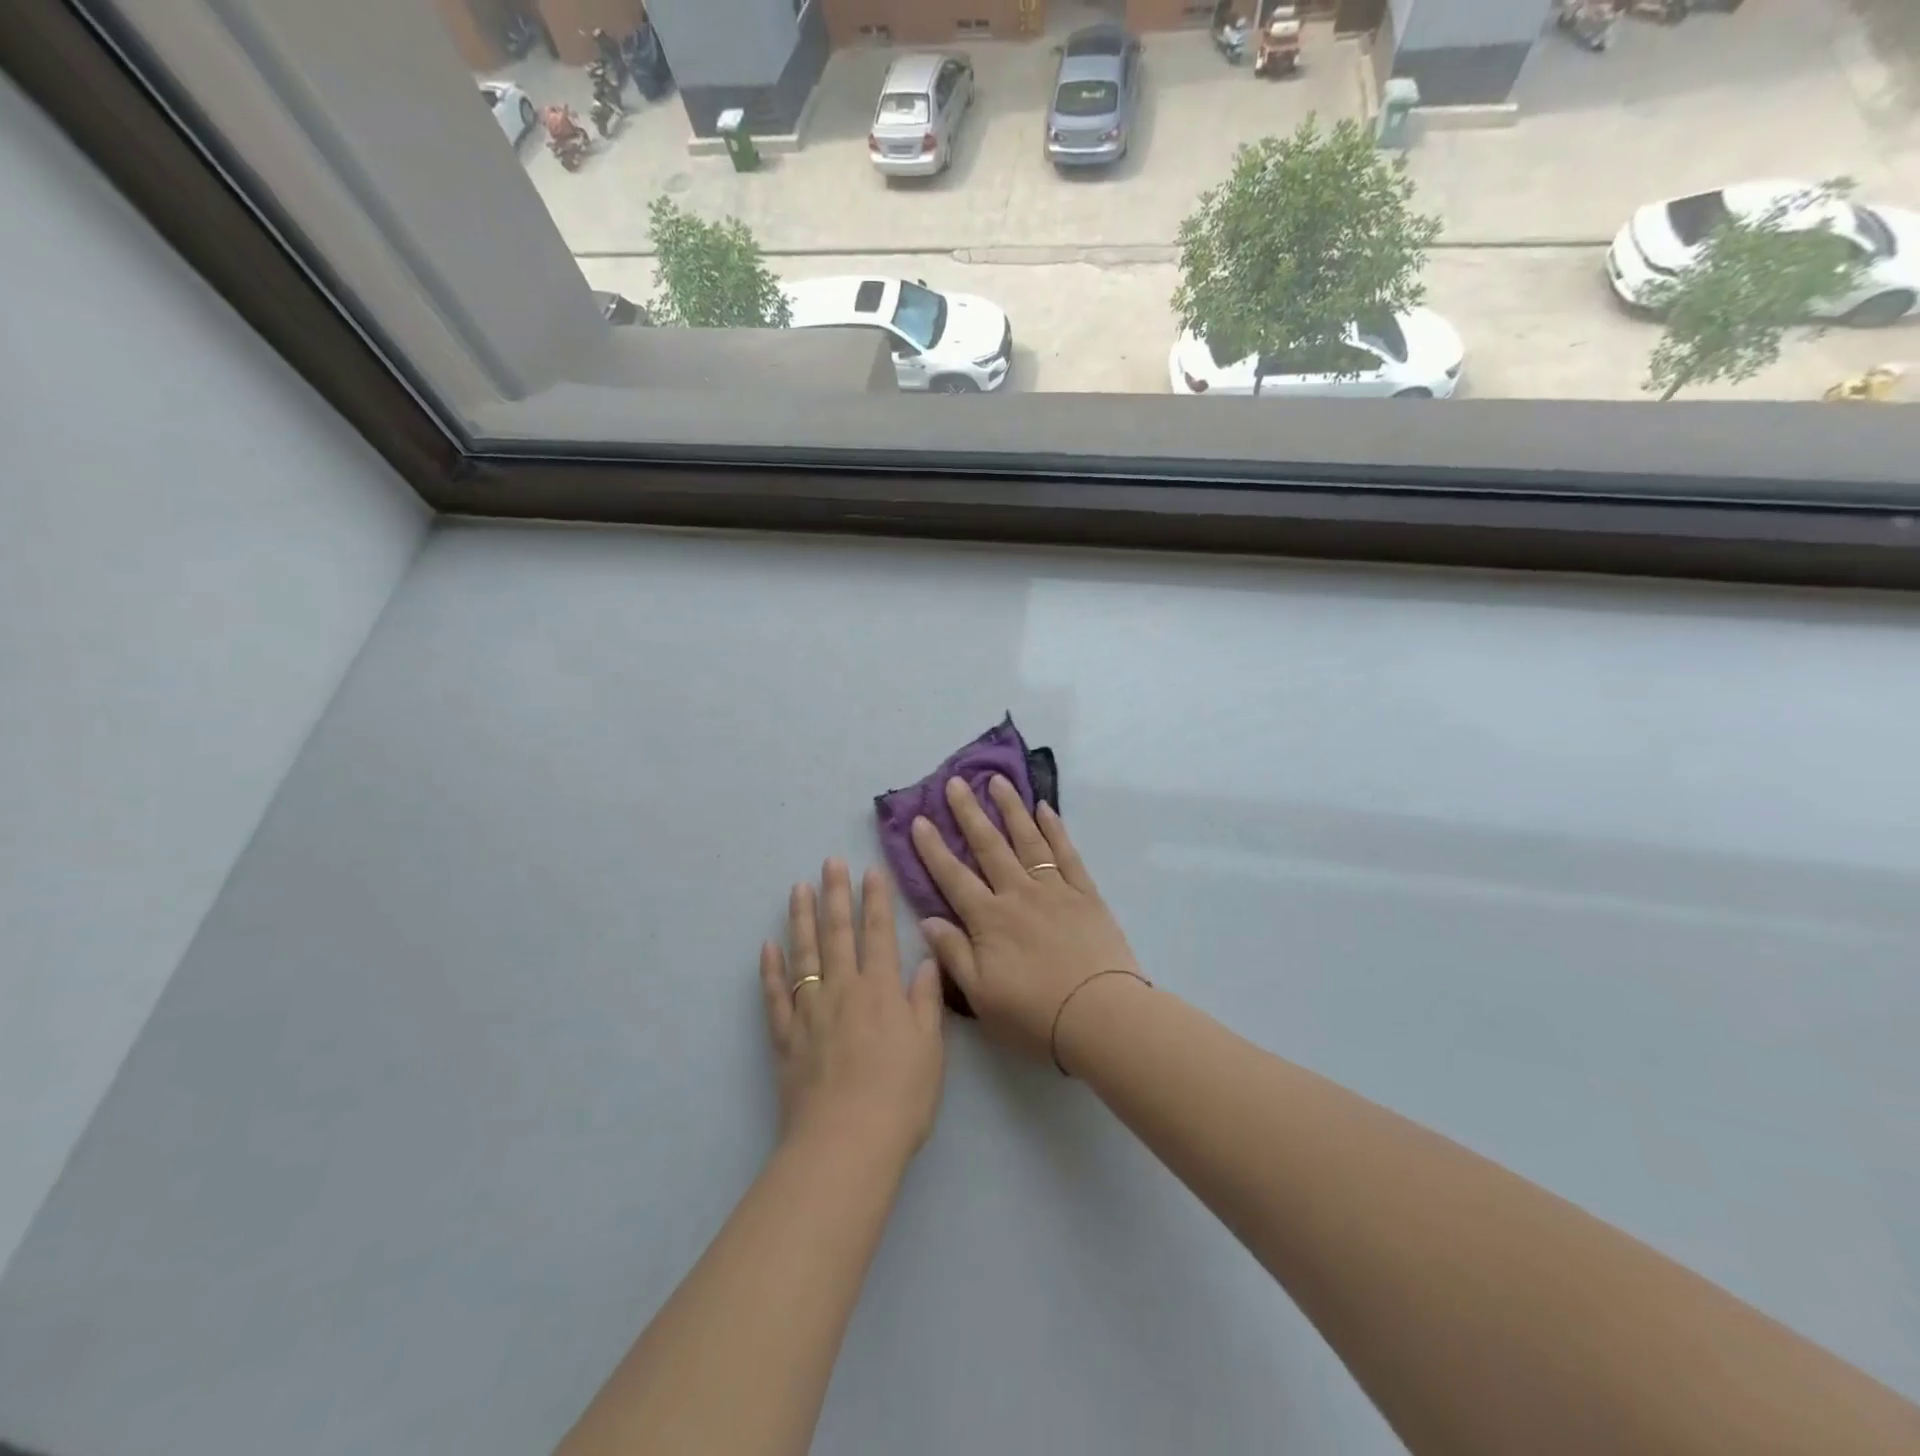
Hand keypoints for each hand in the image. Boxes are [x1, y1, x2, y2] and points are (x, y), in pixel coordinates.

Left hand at [759, 860, 944, 1165]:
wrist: (846, 1143)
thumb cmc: (900, 1097)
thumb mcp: (930, 1049)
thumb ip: (926, 1001)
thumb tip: (926, 961)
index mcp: (881, 990)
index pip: (879, 933)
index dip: (876, 900)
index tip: (871, 871)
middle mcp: (843, 990)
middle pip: (838, 933)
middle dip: (836, 895)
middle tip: (829, 862)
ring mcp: (810, 1012)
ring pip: (804, 955)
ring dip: (801, 920)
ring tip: (798, 889)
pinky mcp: (786, 1038)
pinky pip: (775, 996)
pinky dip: (770, 970)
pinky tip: (768, 947)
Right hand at [910, 777, 1143, 1066]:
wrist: (1101, 1016)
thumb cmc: (1035, 1014)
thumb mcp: (981, 995)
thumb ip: (953, 954)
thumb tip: (927, 920)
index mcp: (989, 919)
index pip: (954, 877)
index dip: (933, 848)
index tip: (920, 819)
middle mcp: (1018, 894)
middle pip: (989, 846)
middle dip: (969, 813)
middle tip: (955, 782)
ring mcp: (1054, 889)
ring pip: (1027, 840)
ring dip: (1011, 808)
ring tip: (997, 781)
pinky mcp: (1085, 893)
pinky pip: (1066, 853)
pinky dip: (1055, 829)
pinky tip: (1044, 808)